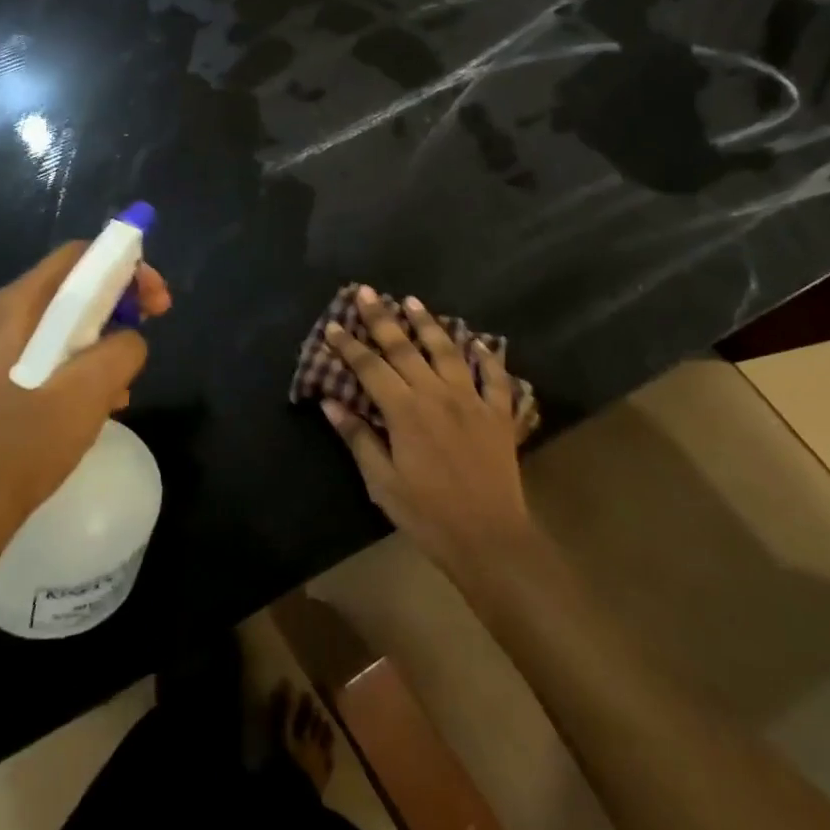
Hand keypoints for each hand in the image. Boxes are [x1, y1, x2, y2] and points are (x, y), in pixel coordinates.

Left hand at [0, 242, 171, 590]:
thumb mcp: (88, 391)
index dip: (125, 266)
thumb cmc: (22, 445)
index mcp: (14, 307)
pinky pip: (49, 357)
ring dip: (103, 343)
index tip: (157, 301)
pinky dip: (80, 368)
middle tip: (150, 334)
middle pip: (72, 288)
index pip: (77, 256)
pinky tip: (96, 407)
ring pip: (63, 326)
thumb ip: (122, 349)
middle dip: (119, 306)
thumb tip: (130, 339)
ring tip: (123, 385)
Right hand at [319, 286, 534, 577]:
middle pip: (405, 347)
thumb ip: (359, 438)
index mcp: (405, 411)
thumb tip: (330, 403)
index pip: (370, 367)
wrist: (489, 537)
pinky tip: (478, 342)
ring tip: (412, 301)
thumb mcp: (383, 482)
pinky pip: (493, 376)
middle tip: (366, 292)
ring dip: (427, 324)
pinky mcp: (498, 413)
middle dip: (382, 318)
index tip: (334, 325)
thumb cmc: (428, 513)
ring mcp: (471, 399)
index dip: (349, 345)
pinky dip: (486, 356)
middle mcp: (437, 394)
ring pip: (447, 350)